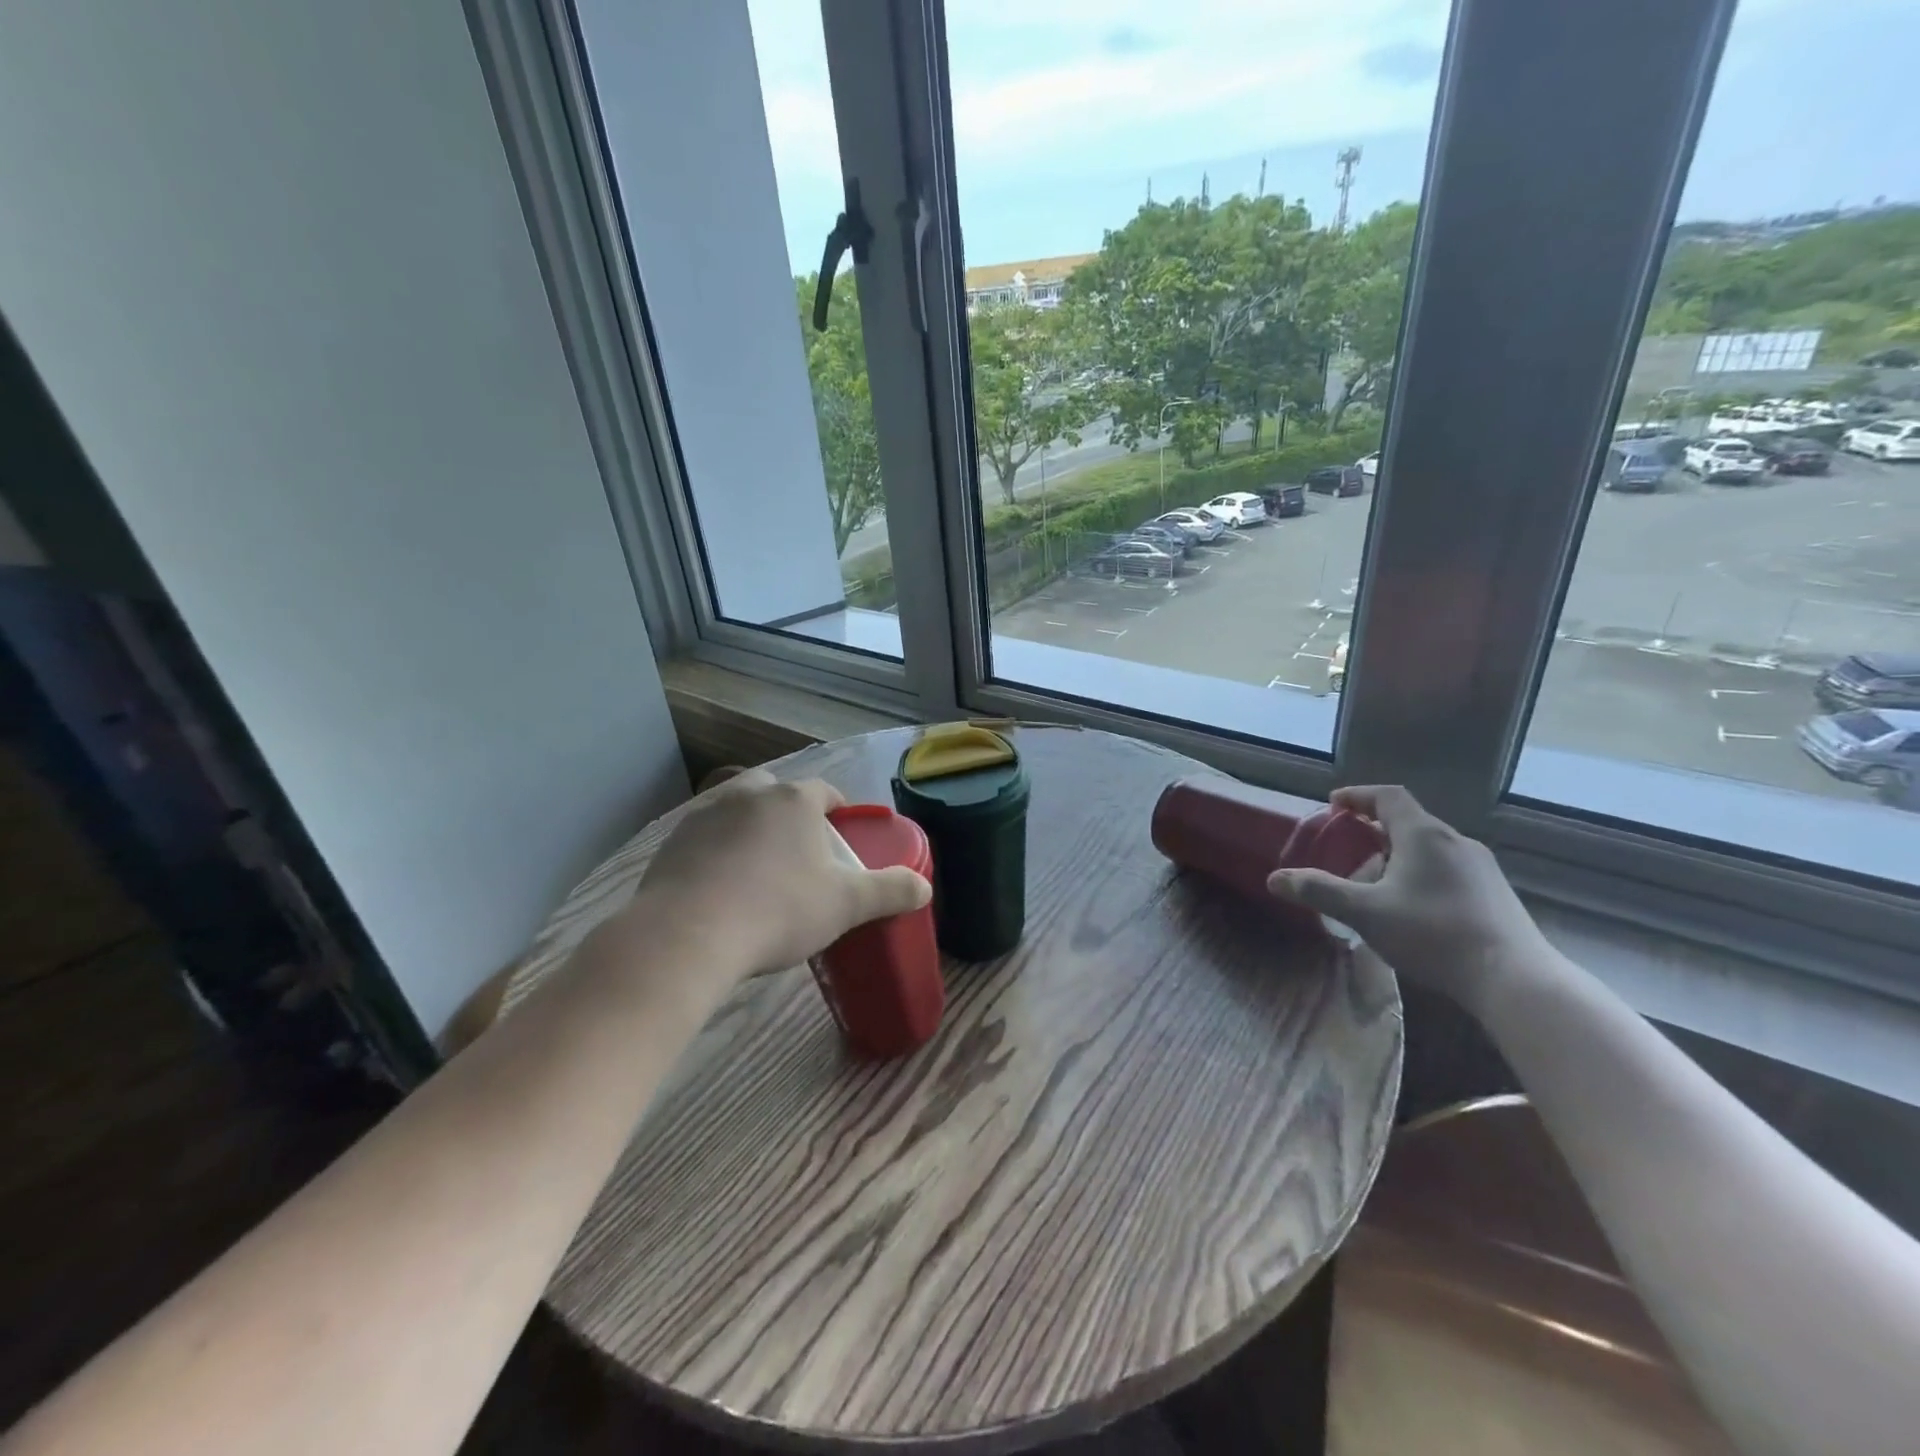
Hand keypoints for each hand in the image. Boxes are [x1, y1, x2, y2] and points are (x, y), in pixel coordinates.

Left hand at [630, 769, 931, 981]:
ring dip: (750, 827)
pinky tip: (719, 885)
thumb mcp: (846, 905)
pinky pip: (704, 836)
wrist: (686, 936)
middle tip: (799, 849)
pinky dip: (716, 850)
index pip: (823, 790)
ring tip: (758, 867)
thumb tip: (925, 886)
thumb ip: (890, 891)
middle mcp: (748, 795)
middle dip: (789, 811)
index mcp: (793, 801)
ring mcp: (705, 815)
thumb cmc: (777, 911)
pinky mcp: (671, 842)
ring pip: (736, 809)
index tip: (841, 830)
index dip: (836, 807)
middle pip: (775, 791)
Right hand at [1265, 785, 1547, 1010]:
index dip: (1358, 796)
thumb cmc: (1433, 933)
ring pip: (1430, 847)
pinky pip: (1448, 869)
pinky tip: (1412, 907)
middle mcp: (1456, 841)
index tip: (1333, 804)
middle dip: (1373, 830)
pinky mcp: (1495, 894)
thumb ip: (1319, 891)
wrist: (1514, 979)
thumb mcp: (1365, 912)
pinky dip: (1421, 873)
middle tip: (1347, 847)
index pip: (1388, 797)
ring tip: (1375, 881)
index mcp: (1424, 834)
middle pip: (1409, 821)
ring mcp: (1481, 868)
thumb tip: (1274, 879)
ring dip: (1398, 854)